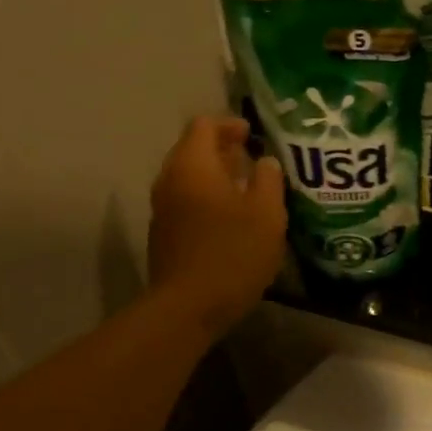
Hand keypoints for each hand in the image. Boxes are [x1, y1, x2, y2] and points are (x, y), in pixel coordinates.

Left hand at [149, 116, 286, 339]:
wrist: (189, 306)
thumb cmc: (233, 253)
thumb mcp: (267, 213)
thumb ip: (269, 179)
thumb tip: (265, 162)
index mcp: (192, 165)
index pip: (204, 125)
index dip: (230, 124)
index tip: (253, 135)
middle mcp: (170, 180)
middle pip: (192, 149)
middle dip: (222, 150)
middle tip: (252, 159)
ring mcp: (162, 209)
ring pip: (188, 177)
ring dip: (215, 176)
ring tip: (246, 188)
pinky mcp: (164, 235)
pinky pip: (186, 201)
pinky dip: (207, 198)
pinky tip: (231, 218)